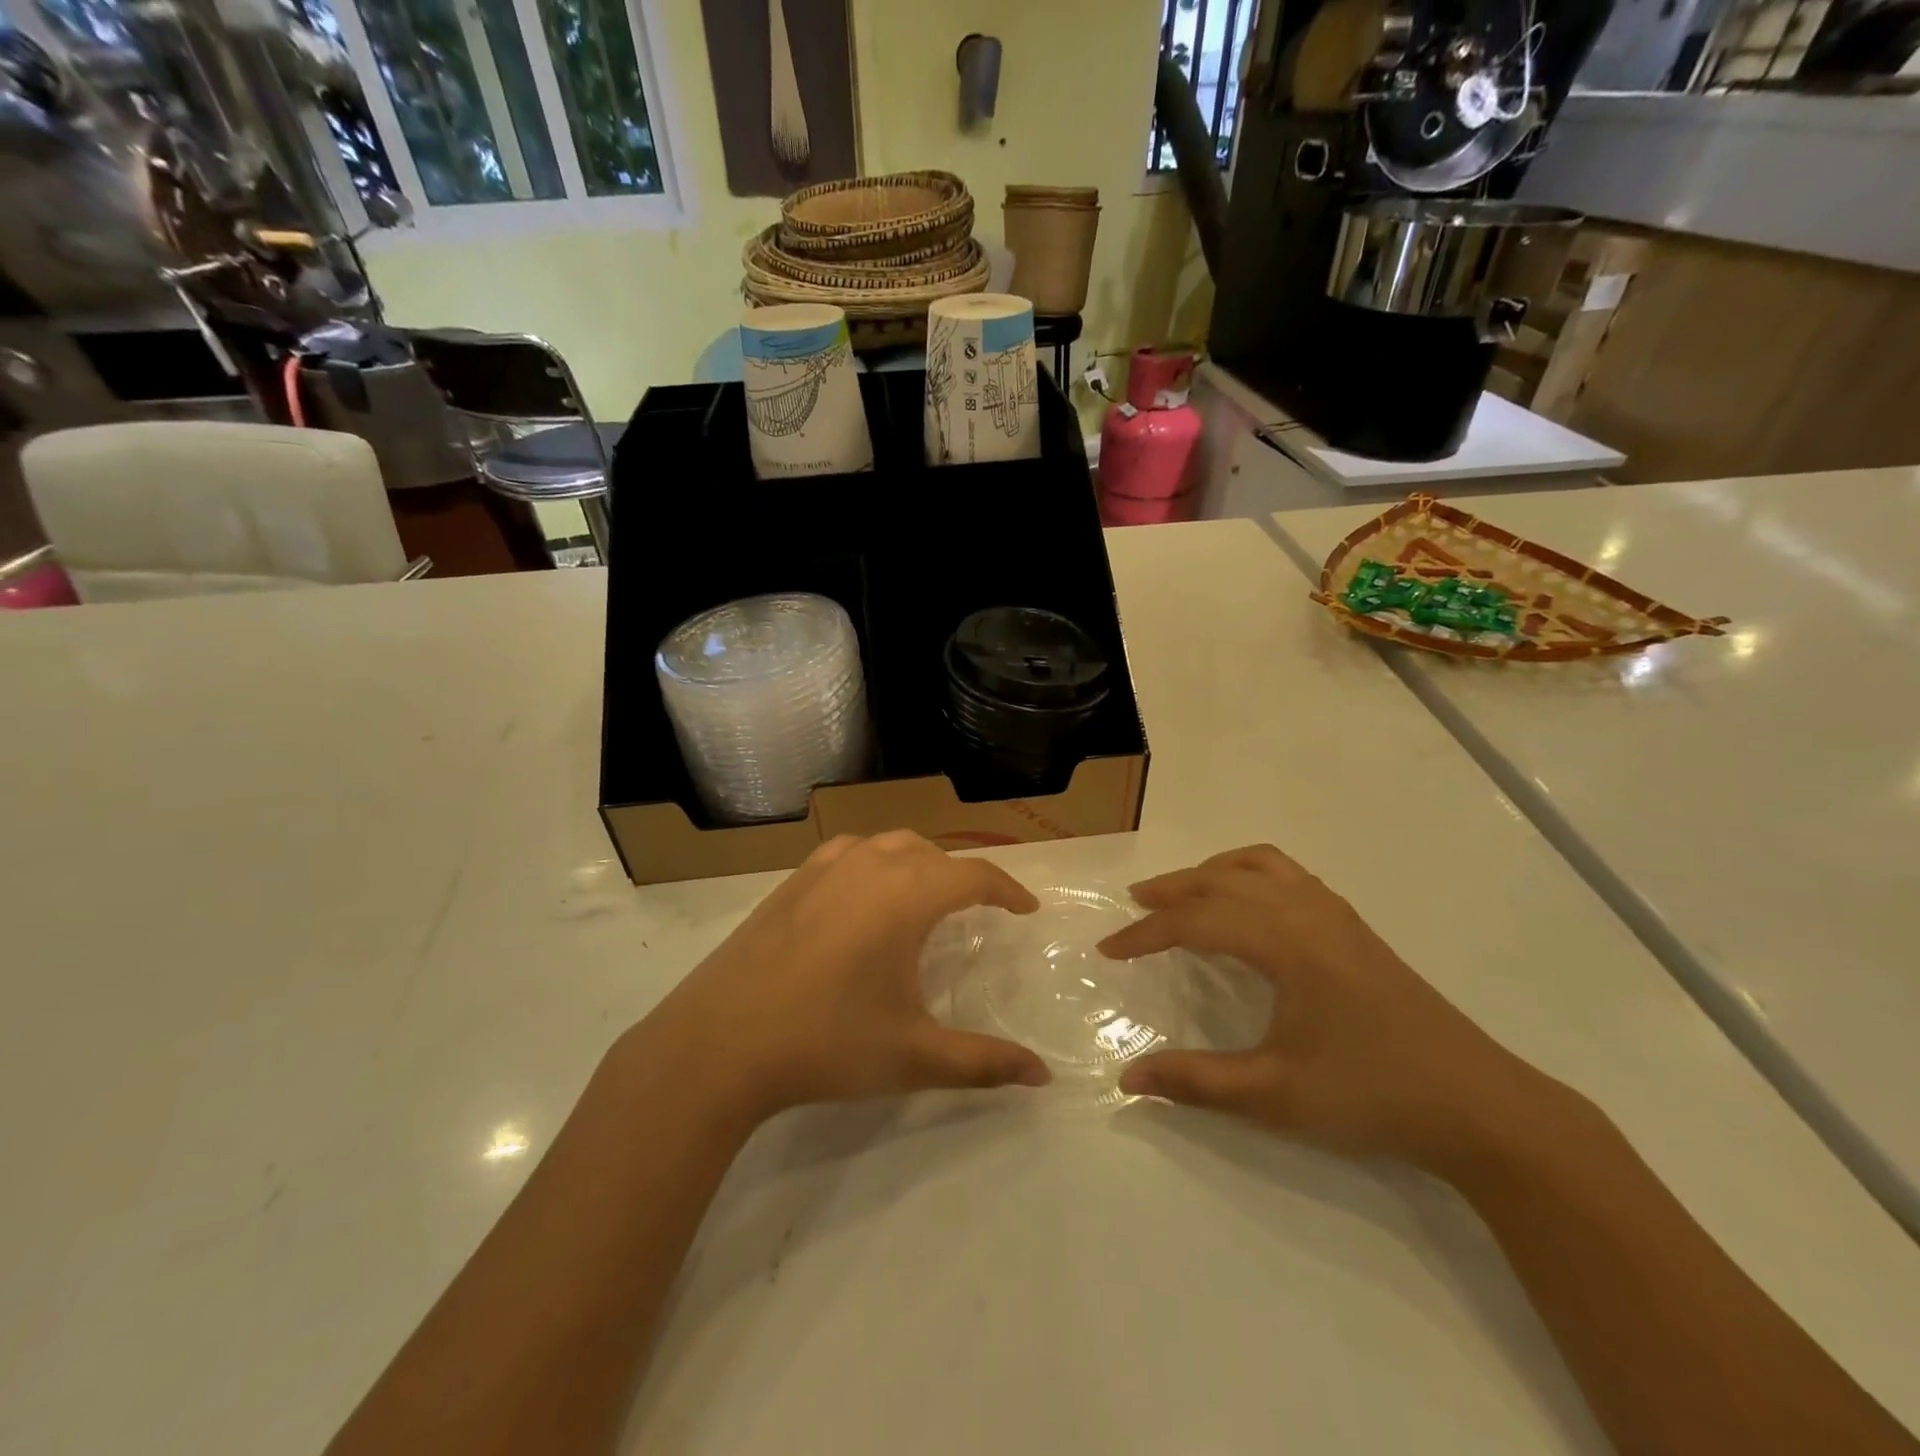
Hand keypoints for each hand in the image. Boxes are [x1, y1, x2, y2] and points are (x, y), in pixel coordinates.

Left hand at [641, 832, 1050, 1124]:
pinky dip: (877, 863)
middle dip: (965, 877)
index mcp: (906, 895)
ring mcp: (824, 867)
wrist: (718, 1043)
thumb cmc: (826, 1043)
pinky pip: (851, 853)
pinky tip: (865, 897)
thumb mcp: (913, 1056)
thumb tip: (1042, 1076)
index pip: (974, 875)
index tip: (1026, 909)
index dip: (1008, 889)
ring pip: (890, 845)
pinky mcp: (792, 880)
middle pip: (934, 854)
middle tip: (981, 911)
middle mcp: (870, 865)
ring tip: (928, 898)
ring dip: (921, 864)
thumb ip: (984, 1063)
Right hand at [1099, 845, 1556, 1174]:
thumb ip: (1196, 1083)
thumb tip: (1127, 1080)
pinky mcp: (1353, 926)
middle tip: (1132, 908)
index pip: (1197, 921)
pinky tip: (1245, 905)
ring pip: (1258, 865)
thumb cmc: (1373, 1097)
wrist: (1480, 1106)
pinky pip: (1288, 874)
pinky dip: (1248, 873)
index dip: (1146, 934)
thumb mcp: (1275, 1097)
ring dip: (1210, 872)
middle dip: (1171, 891)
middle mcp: (1308, 912)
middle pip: (1222, 879)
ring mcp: (1336, 914)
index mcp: (1287, 943)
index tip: (1108, 951)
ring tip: (1181, 894)